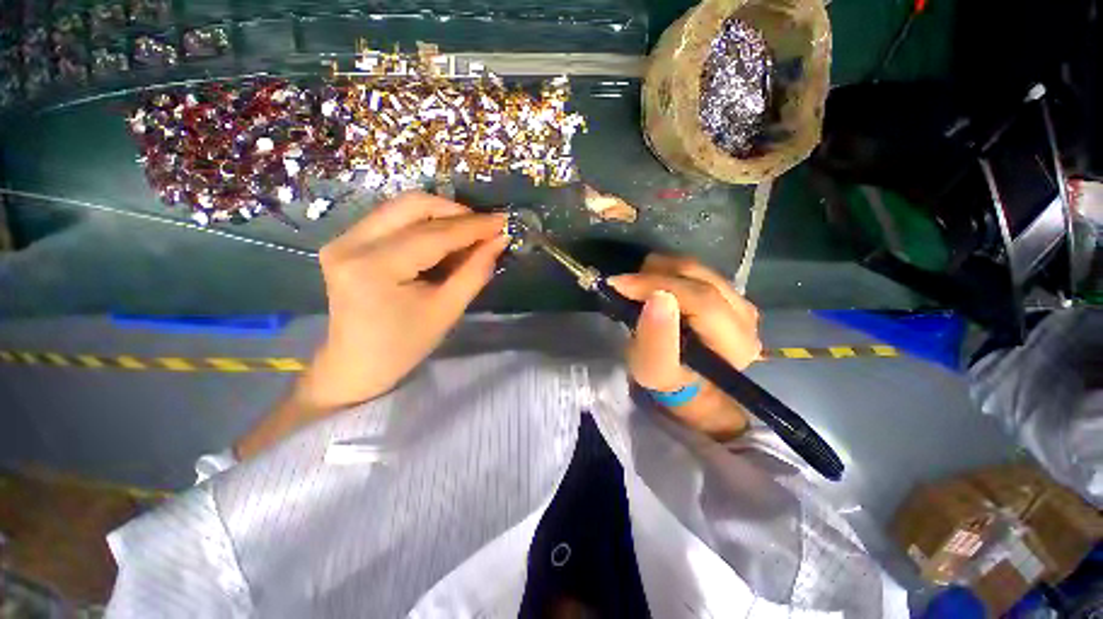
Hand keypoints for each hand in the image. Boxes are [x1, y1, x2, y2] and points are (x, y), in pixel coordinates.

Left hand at [236, 192, 505, 458]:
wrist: (356, 364)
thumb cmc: (405, 345)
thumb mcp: (447, 311)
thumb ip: (475, 272)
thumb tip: (499, 240)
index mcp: (374, 267)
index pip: (433, 235)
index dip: (473, 226)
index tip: (502, 221)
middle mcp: (351, 243)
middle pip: (412, 205)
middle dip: (456, 212)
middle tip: (484, 228)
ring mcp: (344, 239)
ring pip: (402, 207)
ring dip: (441, 216)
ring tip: (468, 236)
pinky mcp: (346, 241)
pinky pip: (393, 218)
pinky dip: (424, 224)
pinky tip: (443, 242)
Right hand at [609, 254, 761, 439]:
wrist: (687, 384)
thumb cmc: (668, 381)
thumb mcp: (654, 371)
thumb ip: (656, 338)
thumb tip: (659, 296)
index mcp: (735, 342)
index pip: (700, 299)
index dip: (657, 285)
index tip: (619, 284)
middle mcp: (746, 318)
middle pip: (701, 278)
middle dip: (656, 274)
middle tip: (625, 284)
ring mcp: (740, 302)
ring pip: (699, 270)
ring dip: (661, 271)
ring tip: (637, 285)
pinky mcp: (728, 295)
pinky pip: (697, 272)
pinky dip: (669, 272)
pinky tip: (653, 284)